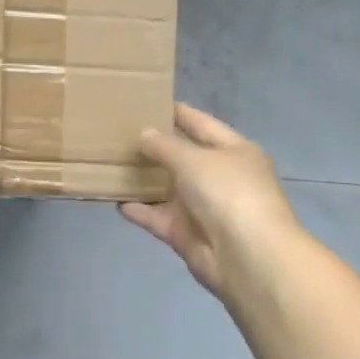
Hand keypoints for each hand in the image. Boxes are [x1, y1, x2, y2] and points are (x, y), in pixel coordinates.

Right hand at [121, 103, 306, 310]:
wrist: (248, 257)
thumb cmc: (228, 193)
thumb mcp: (195, 159)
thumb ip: (165, 146)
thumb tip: (145, 134)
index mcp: (234, 151)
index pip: (202, 124)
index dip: (178, 112)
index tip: (148, 100)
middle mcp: (220, 177)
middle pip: (183, 157)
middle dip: (155, 146)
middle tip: (119, 132)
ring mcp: (203, 207)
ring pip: (168, 188)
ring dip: (144, 179)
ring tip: (111, 163)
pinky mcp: (186, 234)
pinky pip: (157, 217)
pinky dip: (139, 211)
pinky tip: (114, 199)